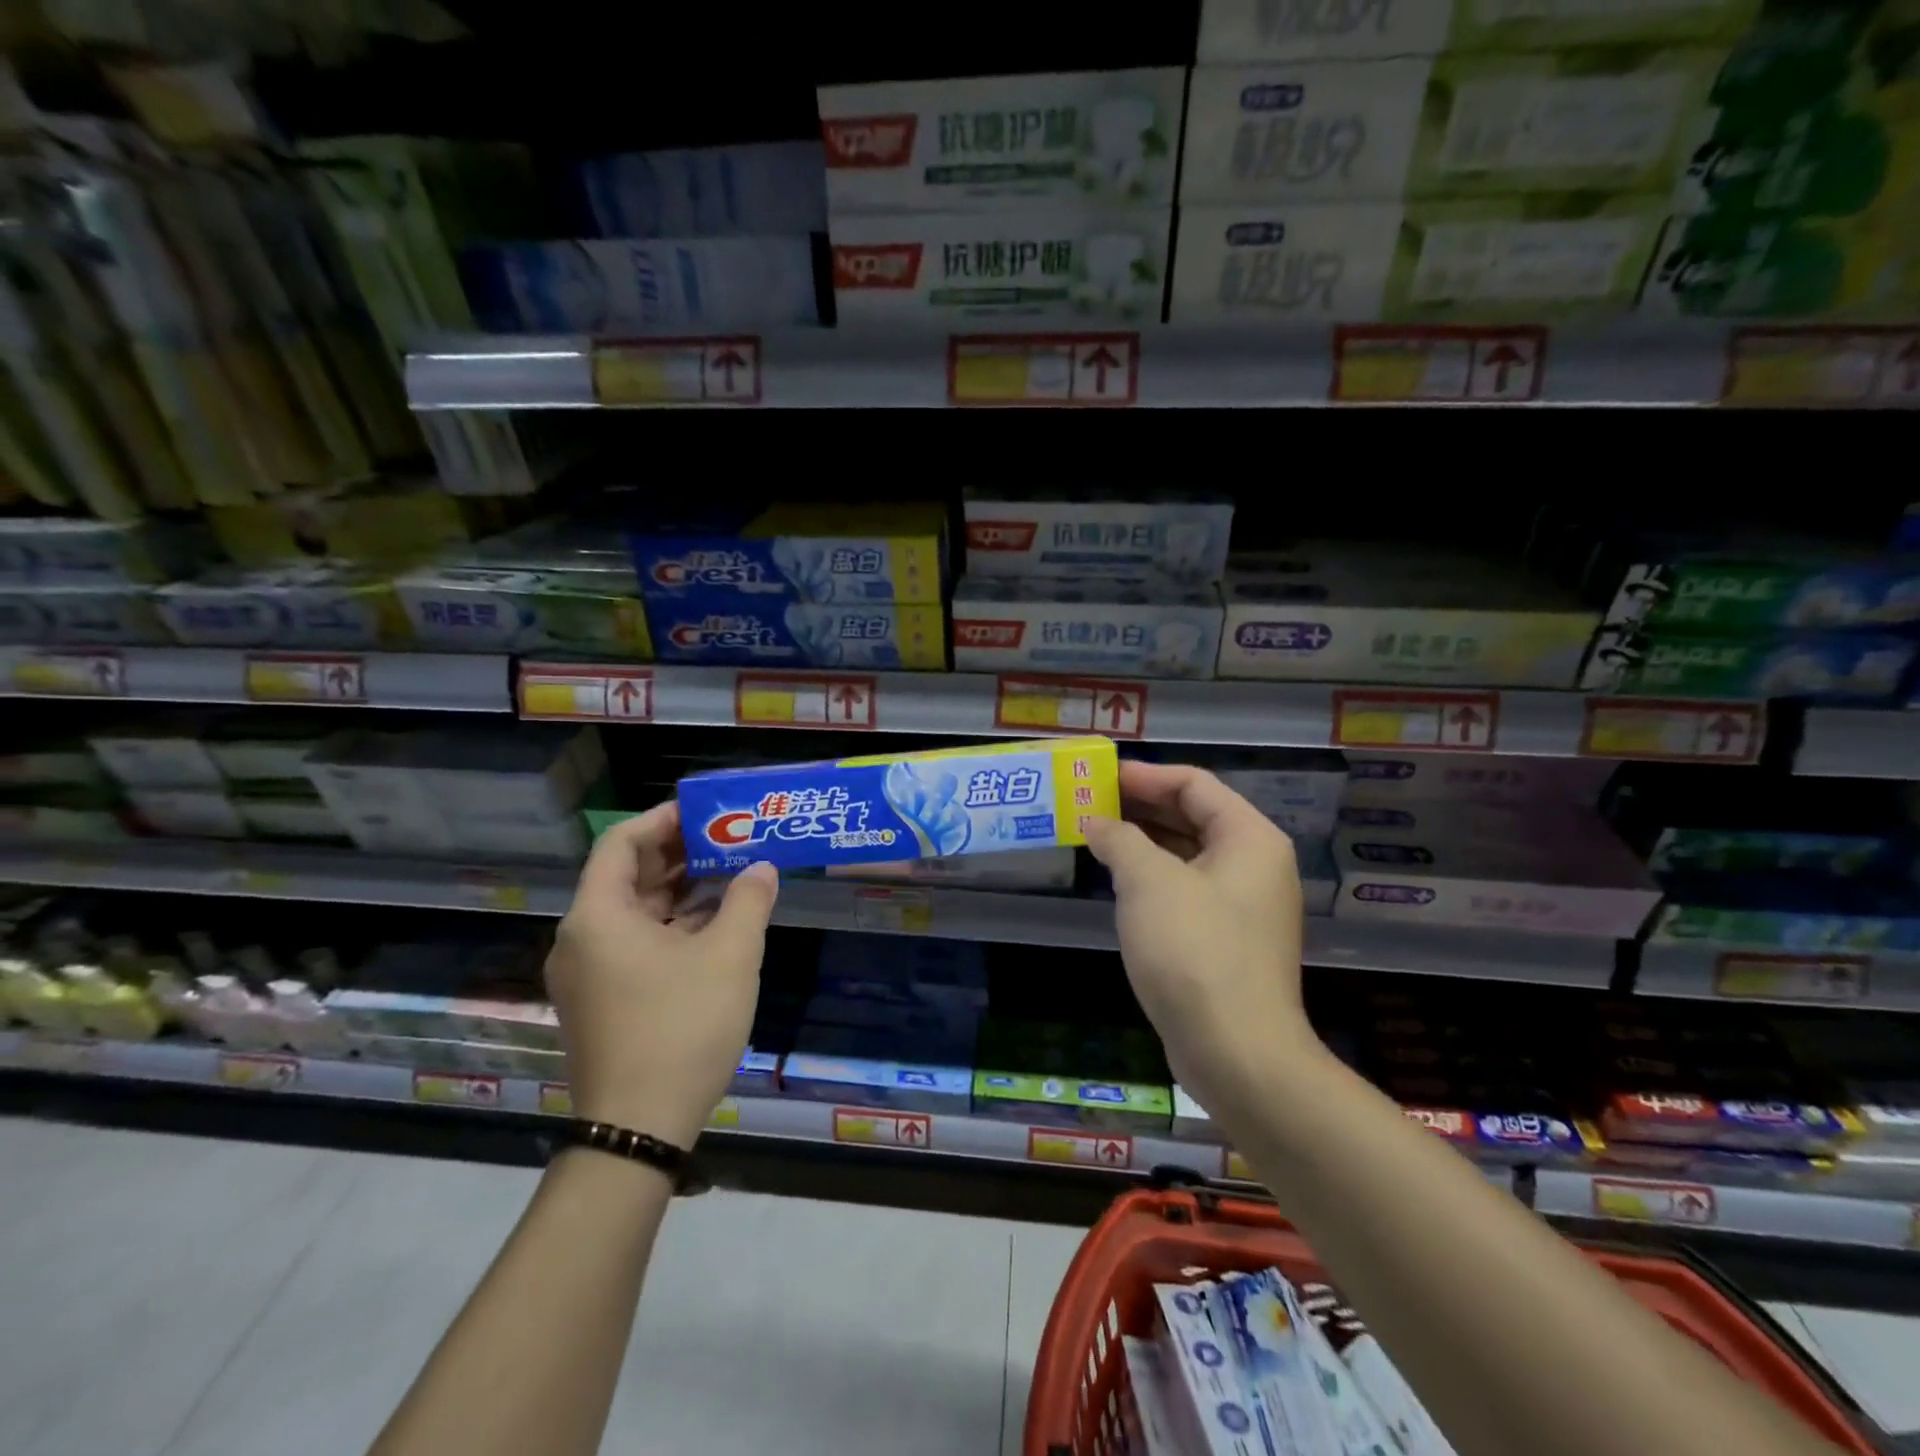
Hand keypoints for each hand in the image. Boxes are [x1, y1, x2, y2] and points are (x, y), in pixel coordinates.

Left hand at [544, 802, 777, 1146]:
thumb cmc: (681, 1027)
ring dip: (679, 891)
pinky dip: (671, 926)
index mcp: (598, 916)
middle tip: (728, 839)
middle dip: (678, 854)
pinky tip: (715, 925)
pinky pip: (635, 944)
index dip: (662, 820)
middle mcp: (582, 939)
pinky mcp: (602, 1002)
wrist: (638, 1128)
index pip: (621, 843)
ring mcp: (588, 974)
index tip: (706, 813)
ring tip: (730, 875)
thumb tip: (762, 868)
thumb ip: (749, 900)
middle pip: (627, 876)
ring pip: (634, 913)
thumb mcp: (729, 955)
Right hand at [1082, 761, 1319, 1120]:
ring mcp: (1243, 906)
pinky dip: (1153, 878)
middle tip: (1091, 803)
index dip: (1146, 776)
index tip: (1101, 777)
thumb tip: (1096, 822)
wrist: (1236, 1052)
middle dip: (1141, 807)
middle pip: (1194, 817)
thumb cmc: (1194, 951)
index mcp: (1249, 838)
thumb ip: (1120, 839)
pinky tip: (1118, 882)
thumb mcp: (1148, 882)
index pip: (1194, 785)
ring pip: (1188, 856)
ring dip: (1143, 843)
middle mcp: (1254, 865)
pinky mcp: (1227, 941)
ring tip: (1096, 836)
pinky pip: (1186, 890)